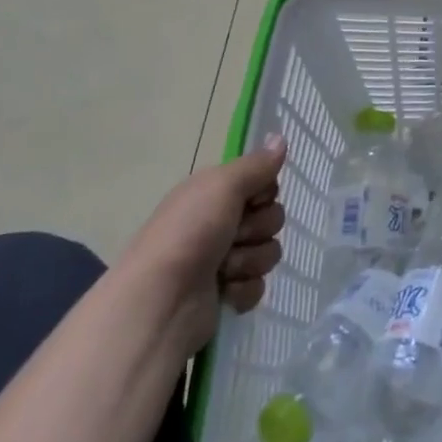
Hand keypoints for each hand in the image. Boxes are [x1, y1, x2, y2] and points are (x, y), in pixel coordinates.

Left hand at [119, 134, 287, 355]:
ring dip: (250, 260)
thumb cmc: (189, 234)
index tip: (251, 200)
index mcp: (214, 193)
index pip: (264, 184)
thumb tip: (280, 138)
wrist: (161, 303)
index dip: (265, 193)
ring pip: (268, 251)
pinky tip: (223, 292)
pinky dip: (243, 289)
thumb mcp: (223, 186)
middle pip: (271, 217)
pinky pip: (258, 285)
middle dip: (258, 229)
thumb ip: (257, 164)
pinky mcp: (227, 293)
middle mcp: (219, 222)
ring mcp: (224, 260)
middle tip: (233, 236)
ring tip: (223, 269)